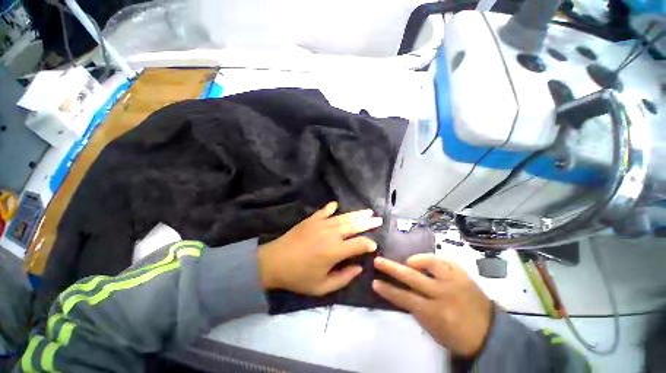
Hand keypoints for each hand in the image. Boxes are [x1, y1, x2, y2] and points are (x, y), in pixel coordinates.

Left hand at [258, 202, 381, 295]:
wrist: (274, 262)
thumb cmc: (299, 277)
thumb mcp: (322, 287)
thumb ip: (344, 278)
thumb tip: (359, 268)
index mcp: (335, 251)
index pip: (359, 244)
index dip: (369, 244)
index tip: (374, 246)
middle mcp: (332, 234)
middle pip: (354, 226)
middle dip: (368, 223)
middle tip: (379, 219)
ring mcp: (321, 224)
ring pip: (343, 217)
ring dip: (356, 214)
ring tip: (367, 211)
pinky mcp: (311, 219)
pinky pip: (324, 211)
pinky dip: (331, 207)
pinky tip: (336, 205)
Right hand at [372, 254, 492, 356]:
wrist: (490, 334)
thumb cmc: (457, 336)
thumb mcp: (433, 329)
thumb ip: (417, 310)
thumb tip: (402, 292)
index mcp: (434, 312)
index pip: (404, 298)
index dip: (387, 290)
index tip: (375, 282)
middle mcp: (442, 293)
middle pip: (411, 277)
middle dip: (391, 267)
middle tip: (378, 260)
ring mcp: (454, 281)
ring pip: (430, 262)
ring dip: (415, 259)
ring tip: (409, 261)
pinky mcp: (463, 274)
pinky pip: (446, 260)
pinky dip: (434, 259)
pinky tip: (429, 262)